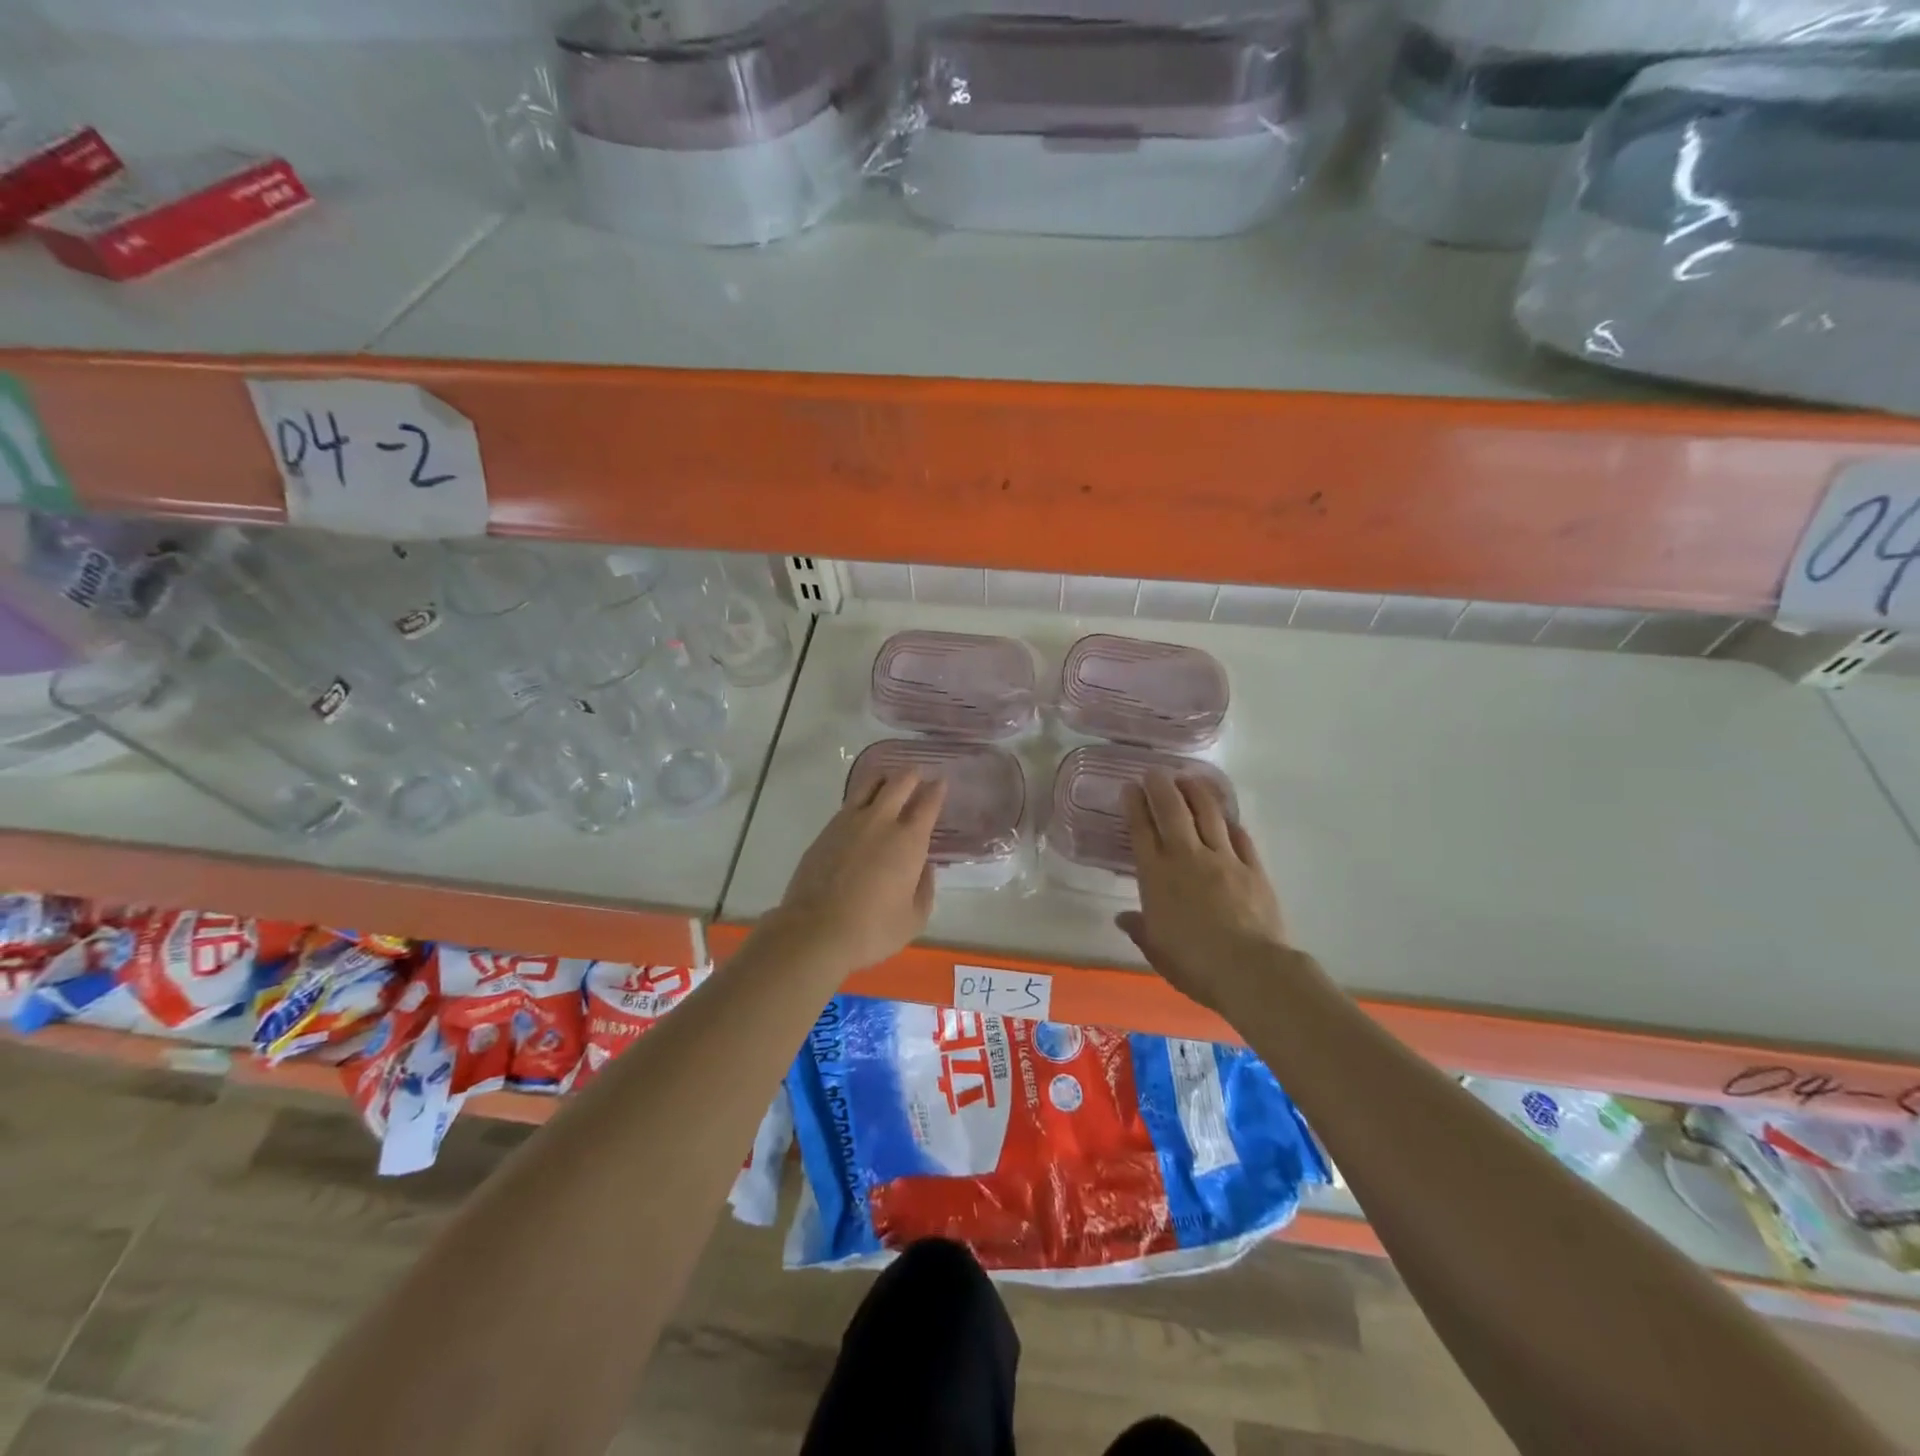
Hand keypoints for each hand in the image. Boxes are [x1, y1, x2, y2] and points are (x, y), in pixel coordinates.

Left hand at [762, 771, 945, 973]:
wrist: (815, 931)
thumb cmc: (873, 930)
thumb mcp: (914, 918)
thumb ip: (924, 887)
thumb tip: (923, 867)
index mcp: (909, 841)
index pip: (928, 804)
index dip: (936, 790)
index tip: (940, 782)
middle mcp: (880, 822)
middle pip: (899, 783)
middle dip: (912, 775)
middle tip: (918, 775)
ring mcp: (849, 822)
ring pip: (869, 785)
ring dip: (884, 779)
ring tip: (889, 782)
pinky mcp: (826, 831)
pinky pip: (849, 803)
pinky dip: (862, 798)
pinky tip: (863, 808)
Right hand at [1116, 770, 1293, 1013]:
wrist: (1248, 969)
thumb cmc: (1193, 963)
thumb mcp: (1156, 950)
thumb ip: (1140, 928)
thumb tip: (1124, 917)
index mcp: (1156, 876)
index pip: (1141, 831)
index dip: (1134, 806)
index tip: (1130, 787)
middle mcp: (1186, 858)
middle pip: (1172, 811)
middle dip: (1161, 787)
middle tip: (1155, 772)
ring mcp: (1222, 859)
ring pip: (1207, 814)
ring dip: (1196, 792)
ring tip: (1189, 778)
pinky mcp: (1252, 868)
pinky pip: (1239, 837)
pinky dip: (1229, 822)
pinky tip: (1225, 816)